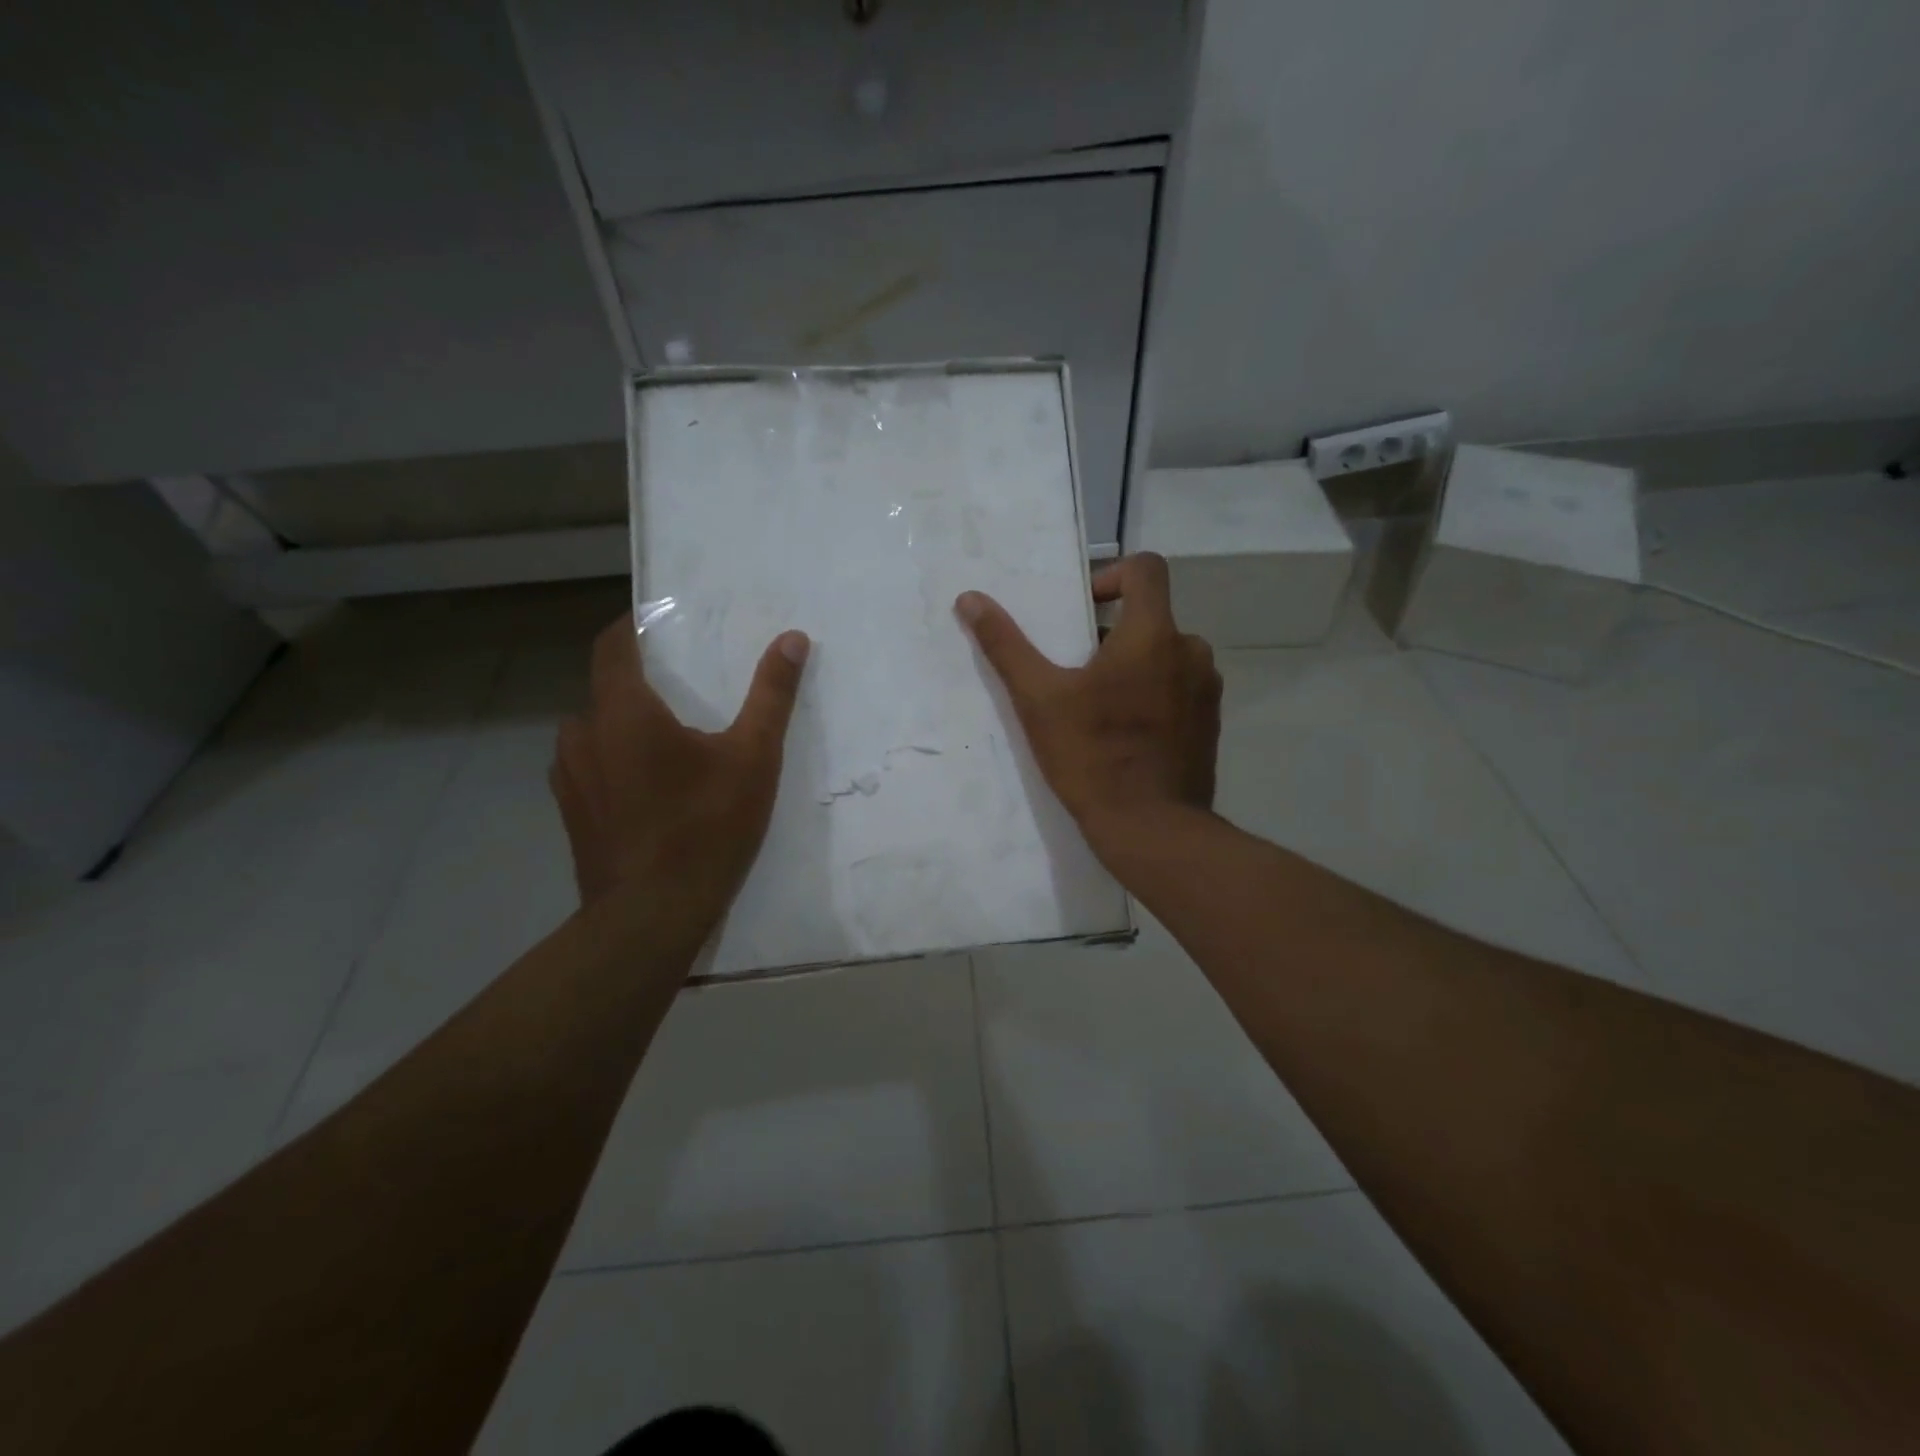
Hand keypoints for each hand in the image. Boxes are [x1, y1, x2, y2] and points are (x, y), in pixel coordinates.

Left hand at [550, 615, 809, 917]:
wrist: (651, 915)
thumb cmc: (705, 828)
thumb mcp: (753, 758)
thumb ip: (771, 695)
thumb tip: (792, 639)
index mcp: (623, 711)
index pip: (614, 645)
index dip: (635, 626)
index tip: (663, 623)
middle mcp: (583, 734)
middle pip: (606, 688)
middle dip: (640, 682)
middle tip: (684, 691)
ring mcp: (569, 776)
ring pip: (595, 730)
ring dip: (625, 724)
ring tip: (668, 742)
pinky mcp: (570, 812)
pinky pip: (591, 766)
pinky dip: (615, 760)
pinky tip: (649, 787)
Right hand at [955, 552, 1221, 862]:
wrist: (1151, 829)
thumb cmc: (1092, 757)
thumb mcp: (1039, 700)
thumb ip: (1006, 645)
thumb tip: (970, 599)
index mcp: (1154, 635)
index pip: (1146, 568)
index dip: (1111, 575)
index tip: (1083, 610)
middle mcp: (1191, 651)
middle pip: (1152, 616)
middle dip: (1112, 632)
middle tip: (1075, 669)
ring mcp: (1207, 689)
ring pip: (1166, 654)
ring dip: (1134, 665)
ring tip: (1098, 704)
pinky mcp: (1211, 723)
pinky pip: (1180, 687)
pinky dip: (1154, 693)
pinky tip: (1126, 732)